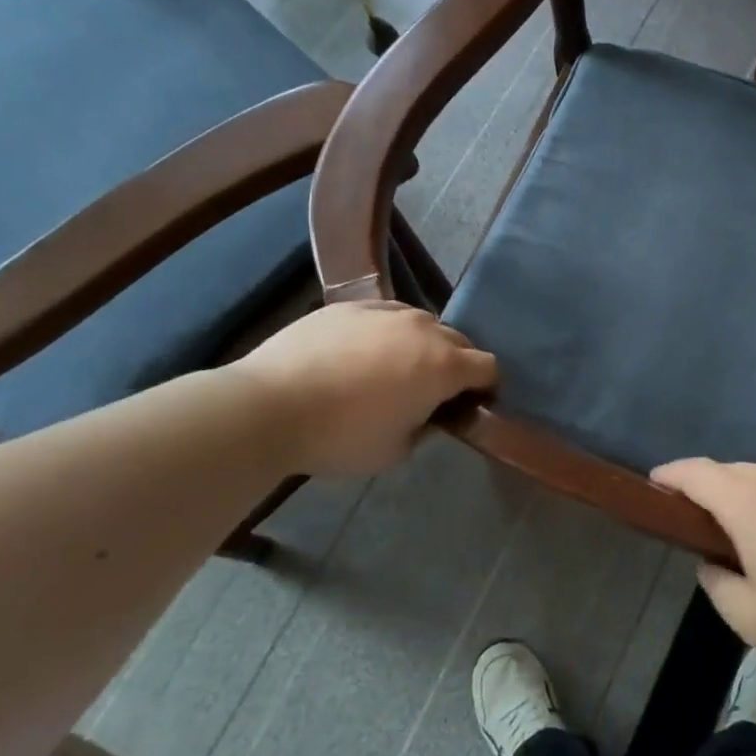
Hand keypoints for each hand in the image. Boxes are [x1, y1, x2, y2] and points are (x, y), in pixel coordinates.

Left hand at [229, 301, 495, 477]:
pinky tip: (360, 354)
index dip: (486, 388)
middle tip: (433, 391)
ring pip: (422, 324)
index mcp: (444, 366)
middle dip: (457, 364)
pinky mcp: (350, 305)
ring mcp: (386, 311)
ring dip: (422, 345)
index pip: (488, 367)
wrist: (268, 406)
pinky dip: (386, 333)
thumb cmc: (340, 436)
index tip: (471, 405)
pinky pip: (385, 315)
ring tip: (394, 369)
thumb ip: (425, 428)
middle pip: (460, 341)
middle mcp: (424, 329)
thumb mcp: (396, 450)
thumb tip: (427, 414)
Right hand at [649, 460, 755, 668]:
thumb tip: (713, 564)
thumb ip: (719, 587)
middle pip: (733, 472)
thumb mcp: (754, 619)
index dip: (671, 474)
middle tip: (705, 525)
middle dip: (711, 490)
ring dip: (753, 499)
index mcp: (749, 502)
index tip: (655, 483)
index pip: (697, 473)